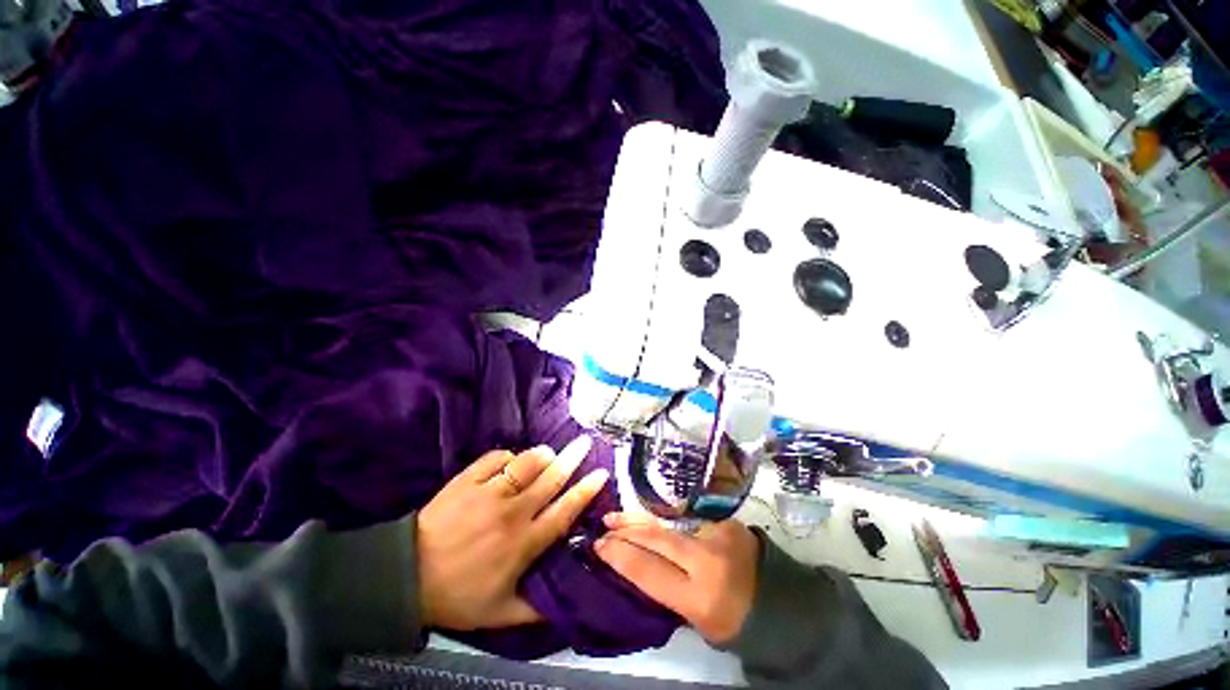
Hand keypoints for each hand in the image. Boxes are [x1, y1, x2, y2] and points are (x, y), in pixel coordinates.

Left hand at [417, 435, 606, 630]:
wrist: (405, 577)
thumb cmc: (457, 595)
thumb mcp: (500, 614)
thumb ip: (536, 610)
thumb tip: (567, 606)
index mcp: (524, 543)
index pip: (564, 510)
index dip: (586, 490)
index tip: (601, 473)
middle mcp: (512, 512)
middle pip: (551, 478)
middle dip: (573, 458)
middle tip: (585, 442)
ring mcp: (489, 492)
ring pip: (526, 462)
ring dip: (542, 454)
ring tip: (549, 452)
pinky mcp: (467, 480)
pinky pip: (496, 457)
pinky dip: (508, 456)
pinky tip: (510, 460)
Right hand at [595, 513, 759, 643]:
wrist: (782, 602)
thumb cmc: (734, 621)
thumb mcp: (696, 618)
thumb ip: (669, 588)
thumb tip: (639, 560)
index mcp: (699, 596)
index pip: (647, 571)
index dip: (619, 556)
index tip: (599, 546)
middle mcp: (706, 560)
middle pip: (655, 538)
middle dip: (625, 530)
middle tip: (605, 524)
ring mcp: (717, 534)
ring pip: (668, 522)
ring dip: (641, 519)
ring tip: (620, 516)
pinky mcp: (726, 519)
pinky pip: (687, 517)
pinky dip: (667, 518)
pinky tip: (652, 515)